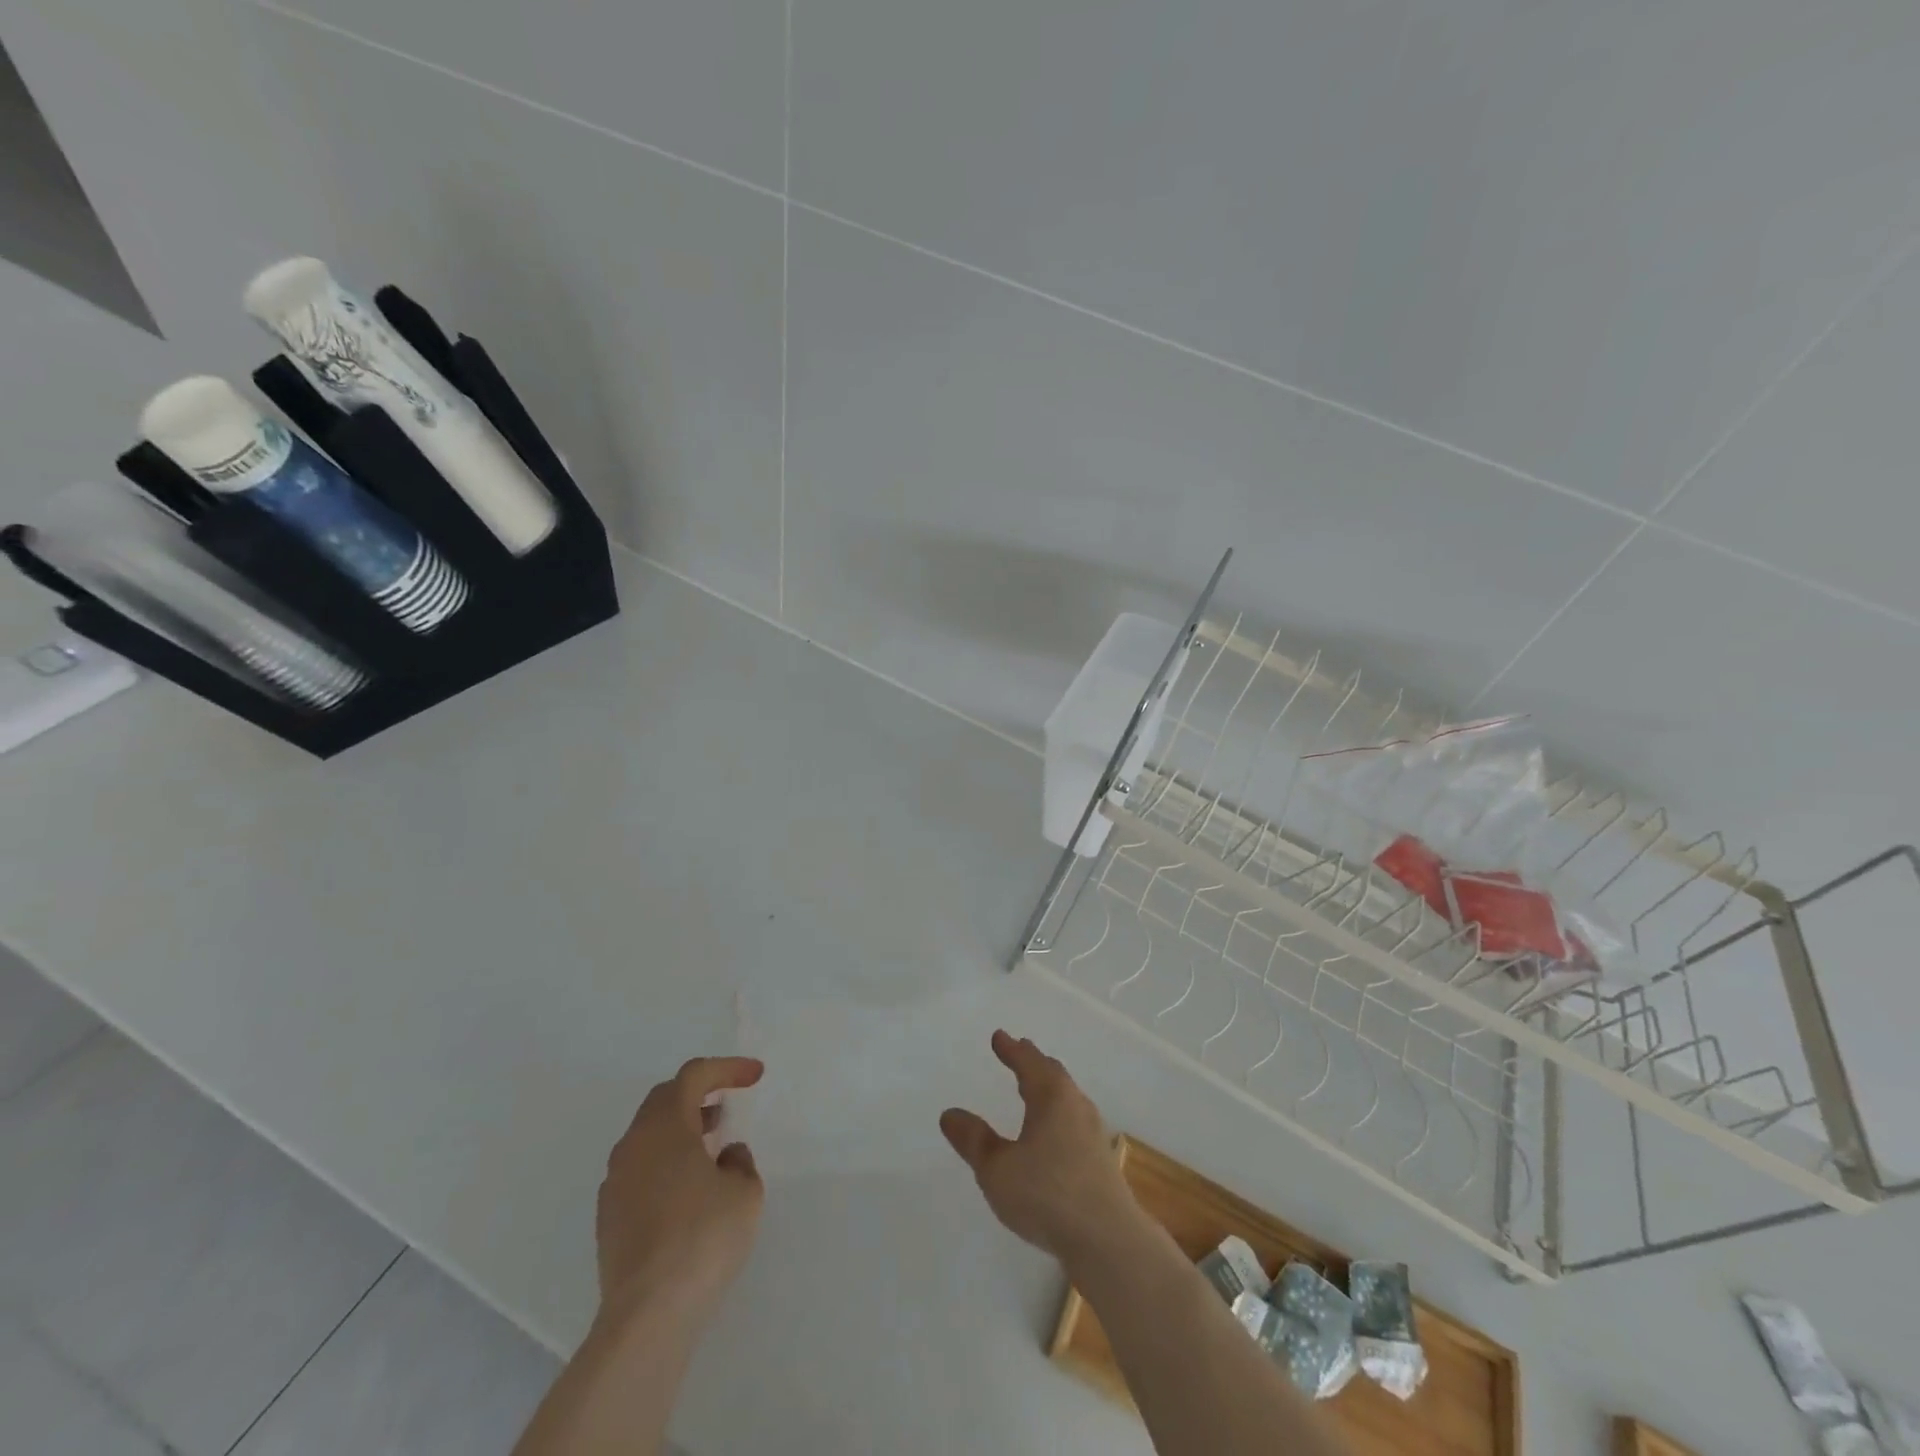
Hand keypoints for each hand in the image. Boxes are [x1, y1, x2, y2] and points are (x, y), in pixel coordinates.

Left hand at [596, 1056, 765, 1330]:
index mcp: (665, 1127)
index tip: (756, 1076)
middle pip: (664, 1100)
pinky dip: (665, 1161)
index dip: (727, 1068)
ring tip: (711, 1144)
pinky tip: (687, 1189)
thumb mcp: (745, 1192)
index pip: (694, 1076)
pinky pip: (639, 1169)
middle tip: (727, 1104)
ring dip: (681, 1129)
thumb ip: (739, 1162)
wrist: (647, 1316)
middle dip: (698, 1094)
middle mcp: (633, 1145)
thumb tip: (725, 1155)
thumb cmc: (703, 1238)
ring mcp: (615, 1183)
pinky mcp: (608, 1218)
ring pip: (648, 1136)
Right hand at [940, 1031, 1143, 1265]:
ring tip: (1034, 1089)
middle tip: (1019, 1052)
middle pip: (1053, 1075)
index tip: (999, 1036)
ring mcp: (1093, 1133)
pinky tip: (1052, 1134)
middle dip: (1033, 1062)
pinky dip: (1057, 1113)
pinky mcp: (1100, 1160)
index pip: (1029, 1062)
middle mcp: (1076, 1105)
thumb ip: (974, 1141)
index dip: (1012, 1049)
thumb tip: (950, 1114)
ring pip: (1067, 1098)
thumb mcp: (997, 1169)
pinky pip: (1073, 1121)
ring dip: (1048, 1088)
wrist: (1108, 1241)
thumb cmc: (1047, 1195)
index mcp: (1052, 1096)